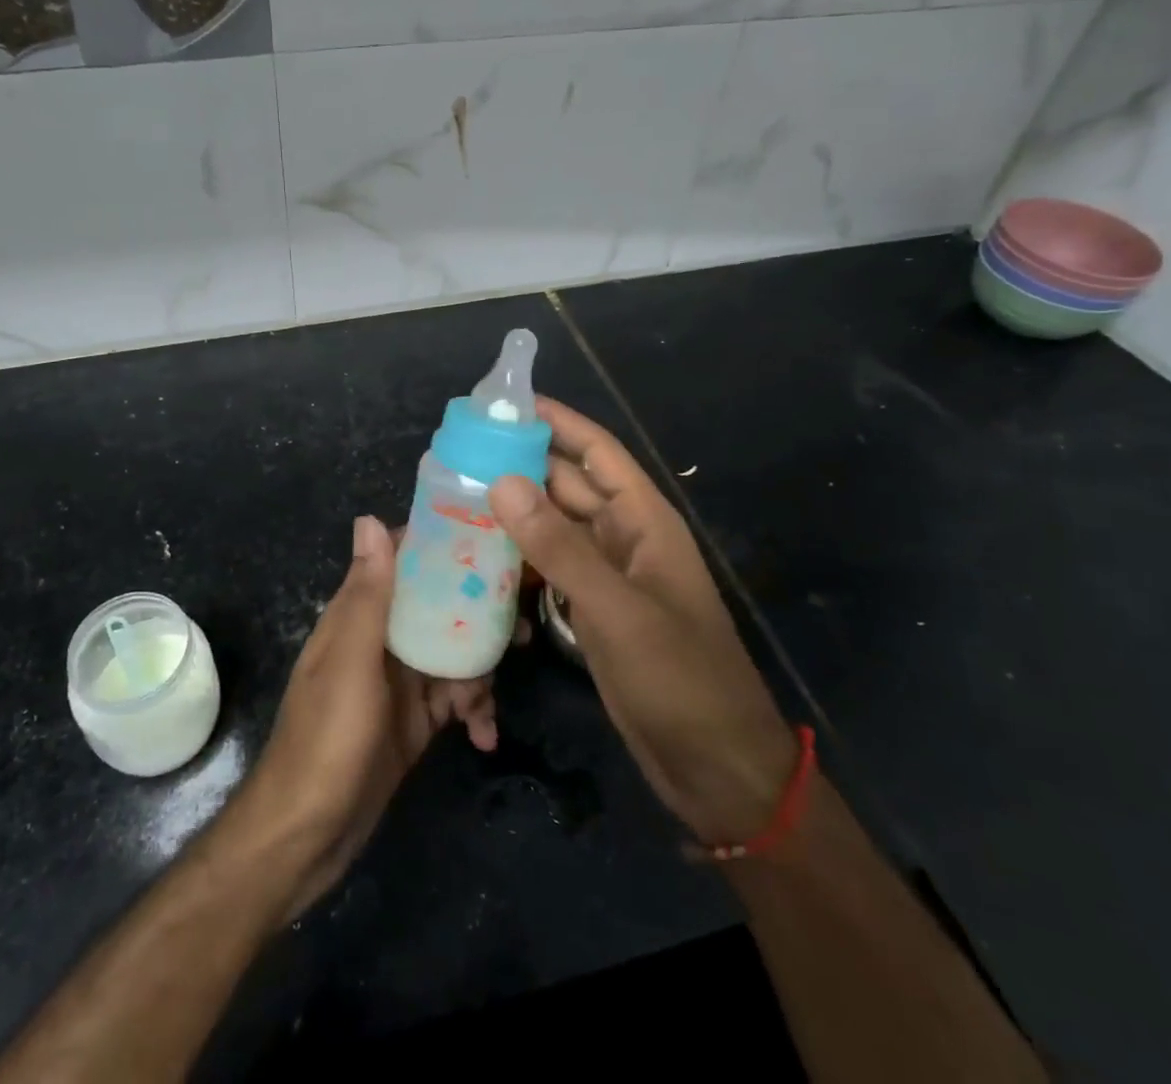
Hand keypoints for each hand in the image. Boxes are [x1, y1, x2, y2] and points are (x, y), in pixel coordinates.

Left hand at [230, 515, 498, 914]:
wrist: (309, 835)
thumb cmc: (327, 739)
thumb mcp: (350, 662)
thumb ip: (366, 594)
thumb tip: (369, 518)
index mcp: (359, 614)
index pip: (402, 561)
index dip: (442, 546)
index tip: (490, 542)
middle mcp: (382, 638)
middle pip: (439, 605)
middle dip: (479, 615)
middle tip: (519, 629)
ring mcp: (401, 680)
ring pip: (455, 651)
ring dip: (480, 672)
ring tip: (488, 702)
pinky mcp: (417, 719)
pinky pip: (456, 698)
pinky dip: (474, 711)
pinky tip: (484, 736)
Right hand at [489, 398, 796, 846]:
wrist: (715, 768)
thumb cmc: (679, 678)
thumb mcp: (616, 608)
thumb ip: (558, 546)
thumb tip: (501, 481)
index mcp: (644, 520)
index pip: (596, 451)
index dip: (556, 421)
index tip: (504, 403)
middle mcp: (625, 537)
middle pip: (568, 484)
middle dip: (521, 463)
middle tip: (459, 450)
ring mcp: (608, 576)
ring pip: (554, 526)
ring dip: (514, 510)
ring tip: (455, 494)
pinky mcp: (593, 610)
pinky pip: (551, 567)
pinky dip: (520, 557)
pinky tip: (478, 554)